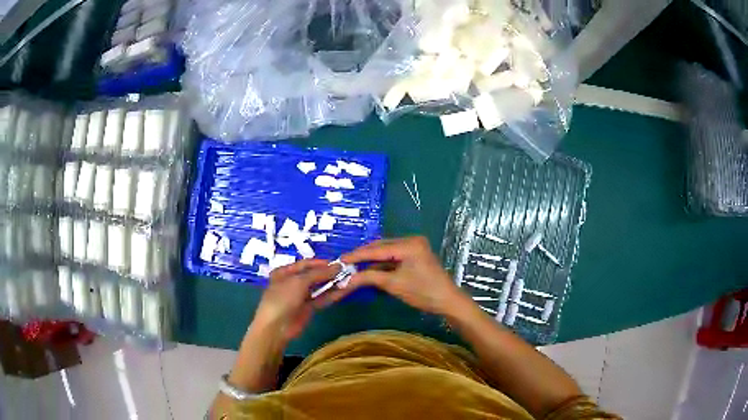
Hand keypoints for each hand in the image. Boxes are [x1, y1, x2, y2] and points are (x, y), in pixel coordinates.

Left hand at [253, 259, 338, 342]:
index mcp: (284, 272)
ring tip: (349, 278)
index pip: (304, 264)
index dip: (320, 262)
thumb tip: (337, 266)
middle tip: (346, 270)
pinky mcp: (308, 308)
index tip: (337, 262)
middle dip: (328, 273)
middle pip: (312, 275)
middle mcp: (292, 282)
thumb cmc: (283, 298)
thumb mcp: (299, 281)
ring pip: (319, 287)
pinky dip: (332, 295)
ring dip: (332, 283)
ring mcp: (300, 296)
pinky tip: (344, 290)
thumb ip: (319, 273)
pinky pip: (321, 299)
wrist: (276, 327)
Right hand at [319, 237, 465, 315]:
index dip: (357, 255)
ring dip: (371, 260)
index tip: (340, 259)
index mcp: (408, 244)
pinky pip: (393, 257)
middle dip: (363, 256)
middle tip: (344, 263)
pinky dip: (382, 264)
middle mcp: (411, 240)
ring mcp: (414, 247)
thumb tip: (346, 280)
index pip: (377, 249)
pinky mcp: (415, 255)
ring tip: (353, 266)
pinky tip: (369, 270)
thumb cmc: (423, 292)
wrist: (447, 301)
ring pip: (386, 252)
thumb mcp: (394, 285)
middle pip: (381, 247)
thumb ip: (369, 278)